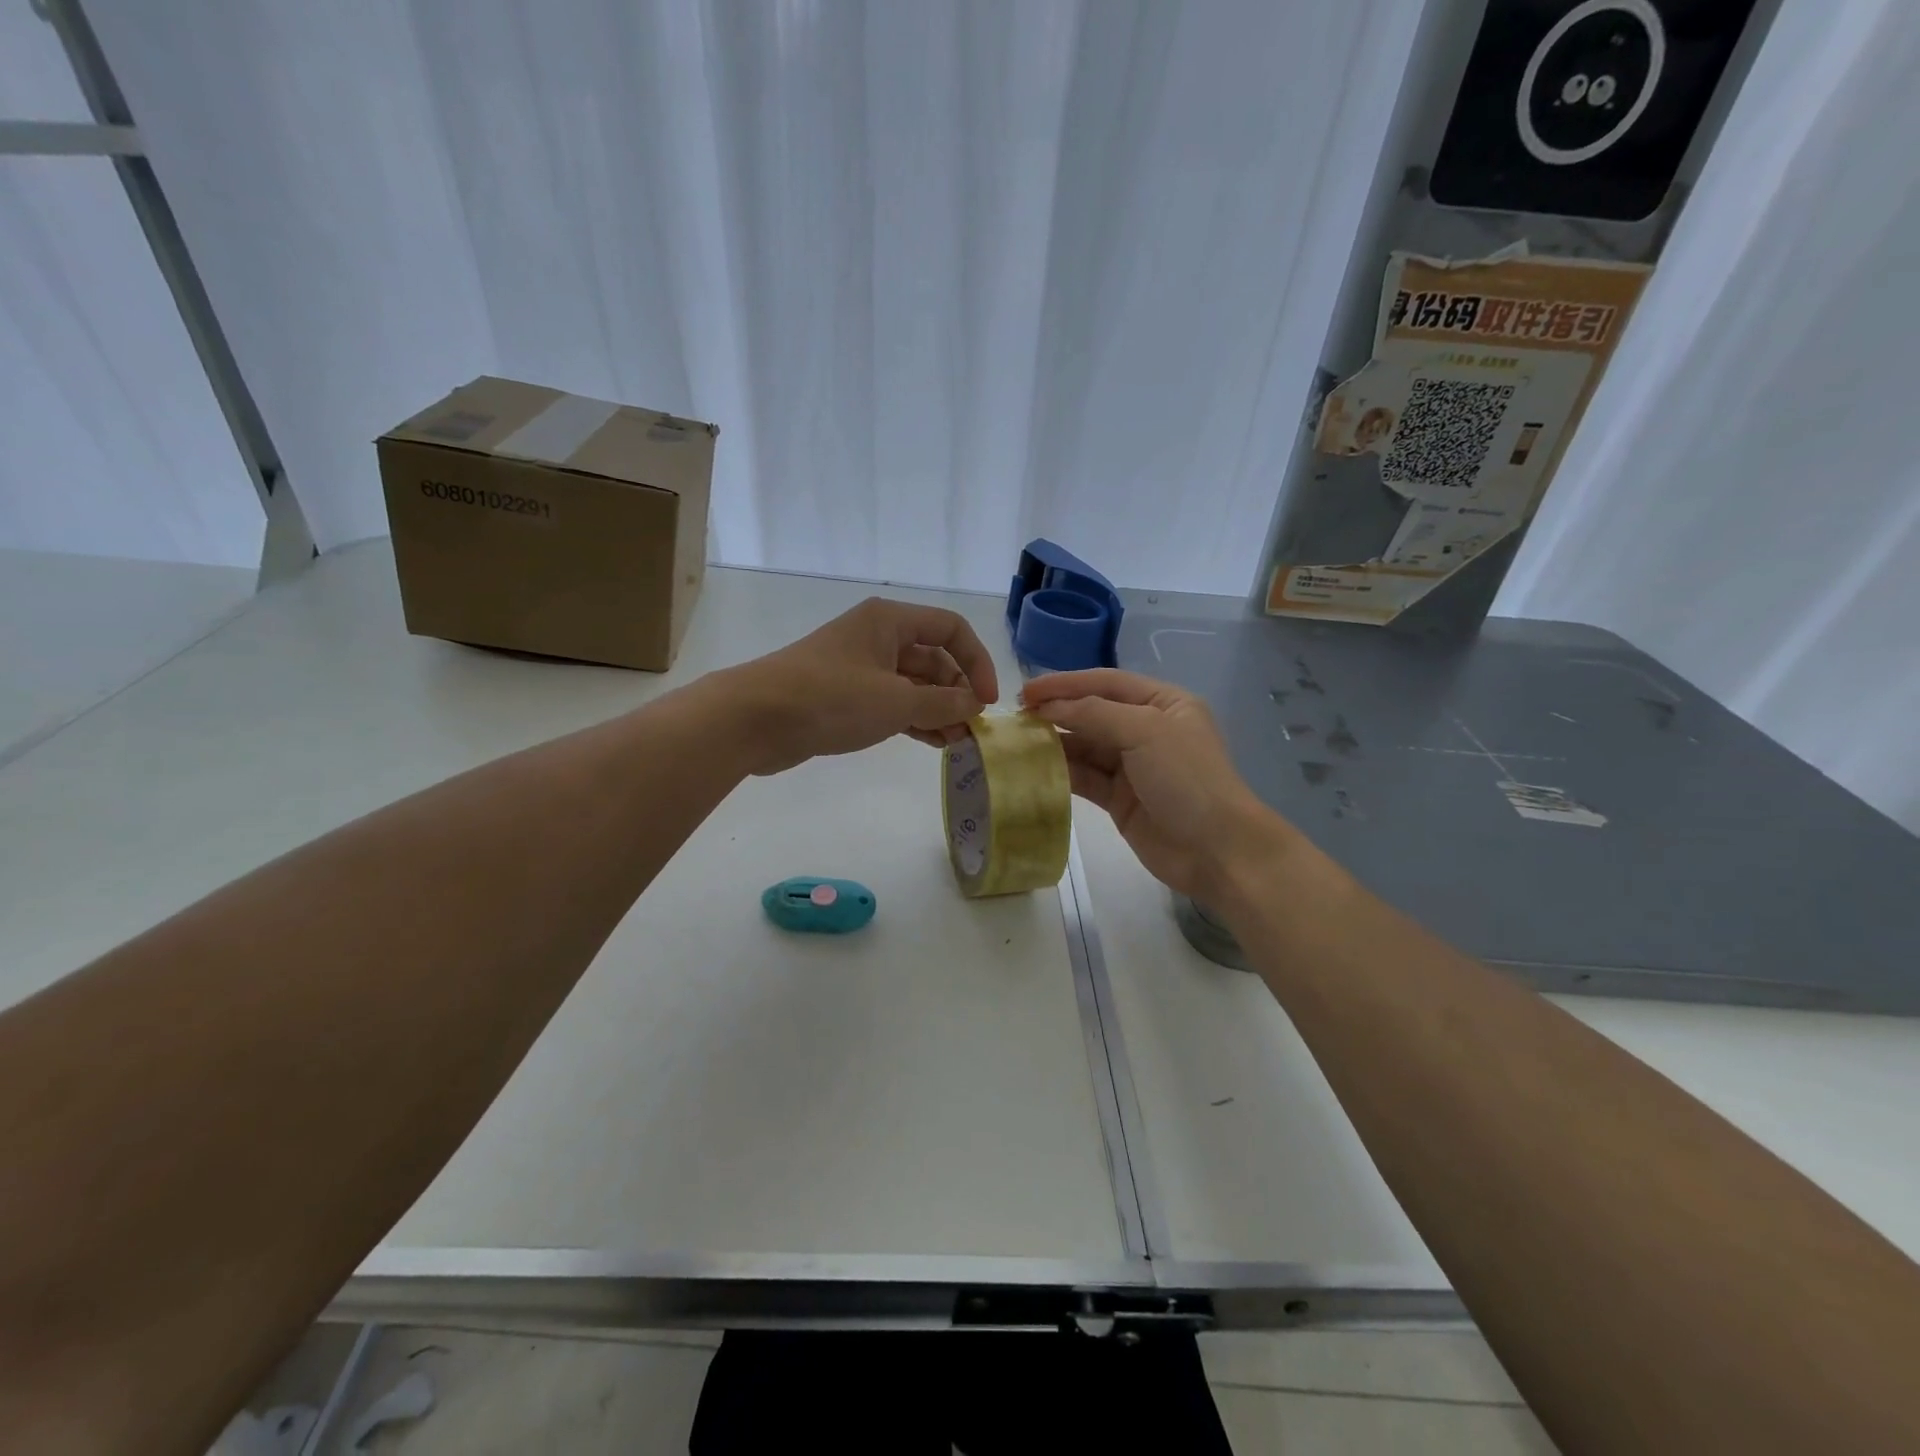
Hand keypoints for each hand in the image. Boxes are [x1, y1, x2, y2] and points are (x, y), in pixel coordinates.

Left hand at [724, 597, 999, 774]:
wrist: (754, 718)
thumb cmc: (831, 698)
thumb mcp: (896, 701)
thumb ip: (942, 703)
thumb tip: (974, 705)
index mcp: (891, 621)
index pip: (951, 629)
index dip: (976, 662)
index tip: (986, 701)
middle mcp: (878, 637)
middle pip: (933, 658)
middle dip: (957, 693)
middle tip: (971, 731)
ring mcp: (860, 667)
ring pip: (913, 684)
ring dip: (938, 710)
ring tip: (957, 744)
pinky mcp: (845, 696)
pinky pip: (892, 702)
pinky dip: (914, 719)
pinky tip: (932, 742)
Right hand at [1022, 668, 1289, 903]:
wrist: (1217, 850)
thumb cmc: (1187, 779)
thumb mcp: (1145, 732)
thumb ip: (1094, 714)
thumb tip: (1048, 707)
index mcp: (1163, 703)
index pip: (1106, 682)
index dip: (1066, 683)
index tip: (1027, 690)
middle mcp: (1147, 729)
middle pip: (1093, 713)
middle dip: (1057, 712)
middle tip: (1016, 717)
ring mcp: (1133, 766)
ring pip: (1085, 746)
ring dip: (1055, 743)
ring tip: (1019, 742)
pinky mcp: (1119, 799)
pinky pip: (1085, 778)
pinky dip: (1062, 772)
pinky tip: (1035, 769)